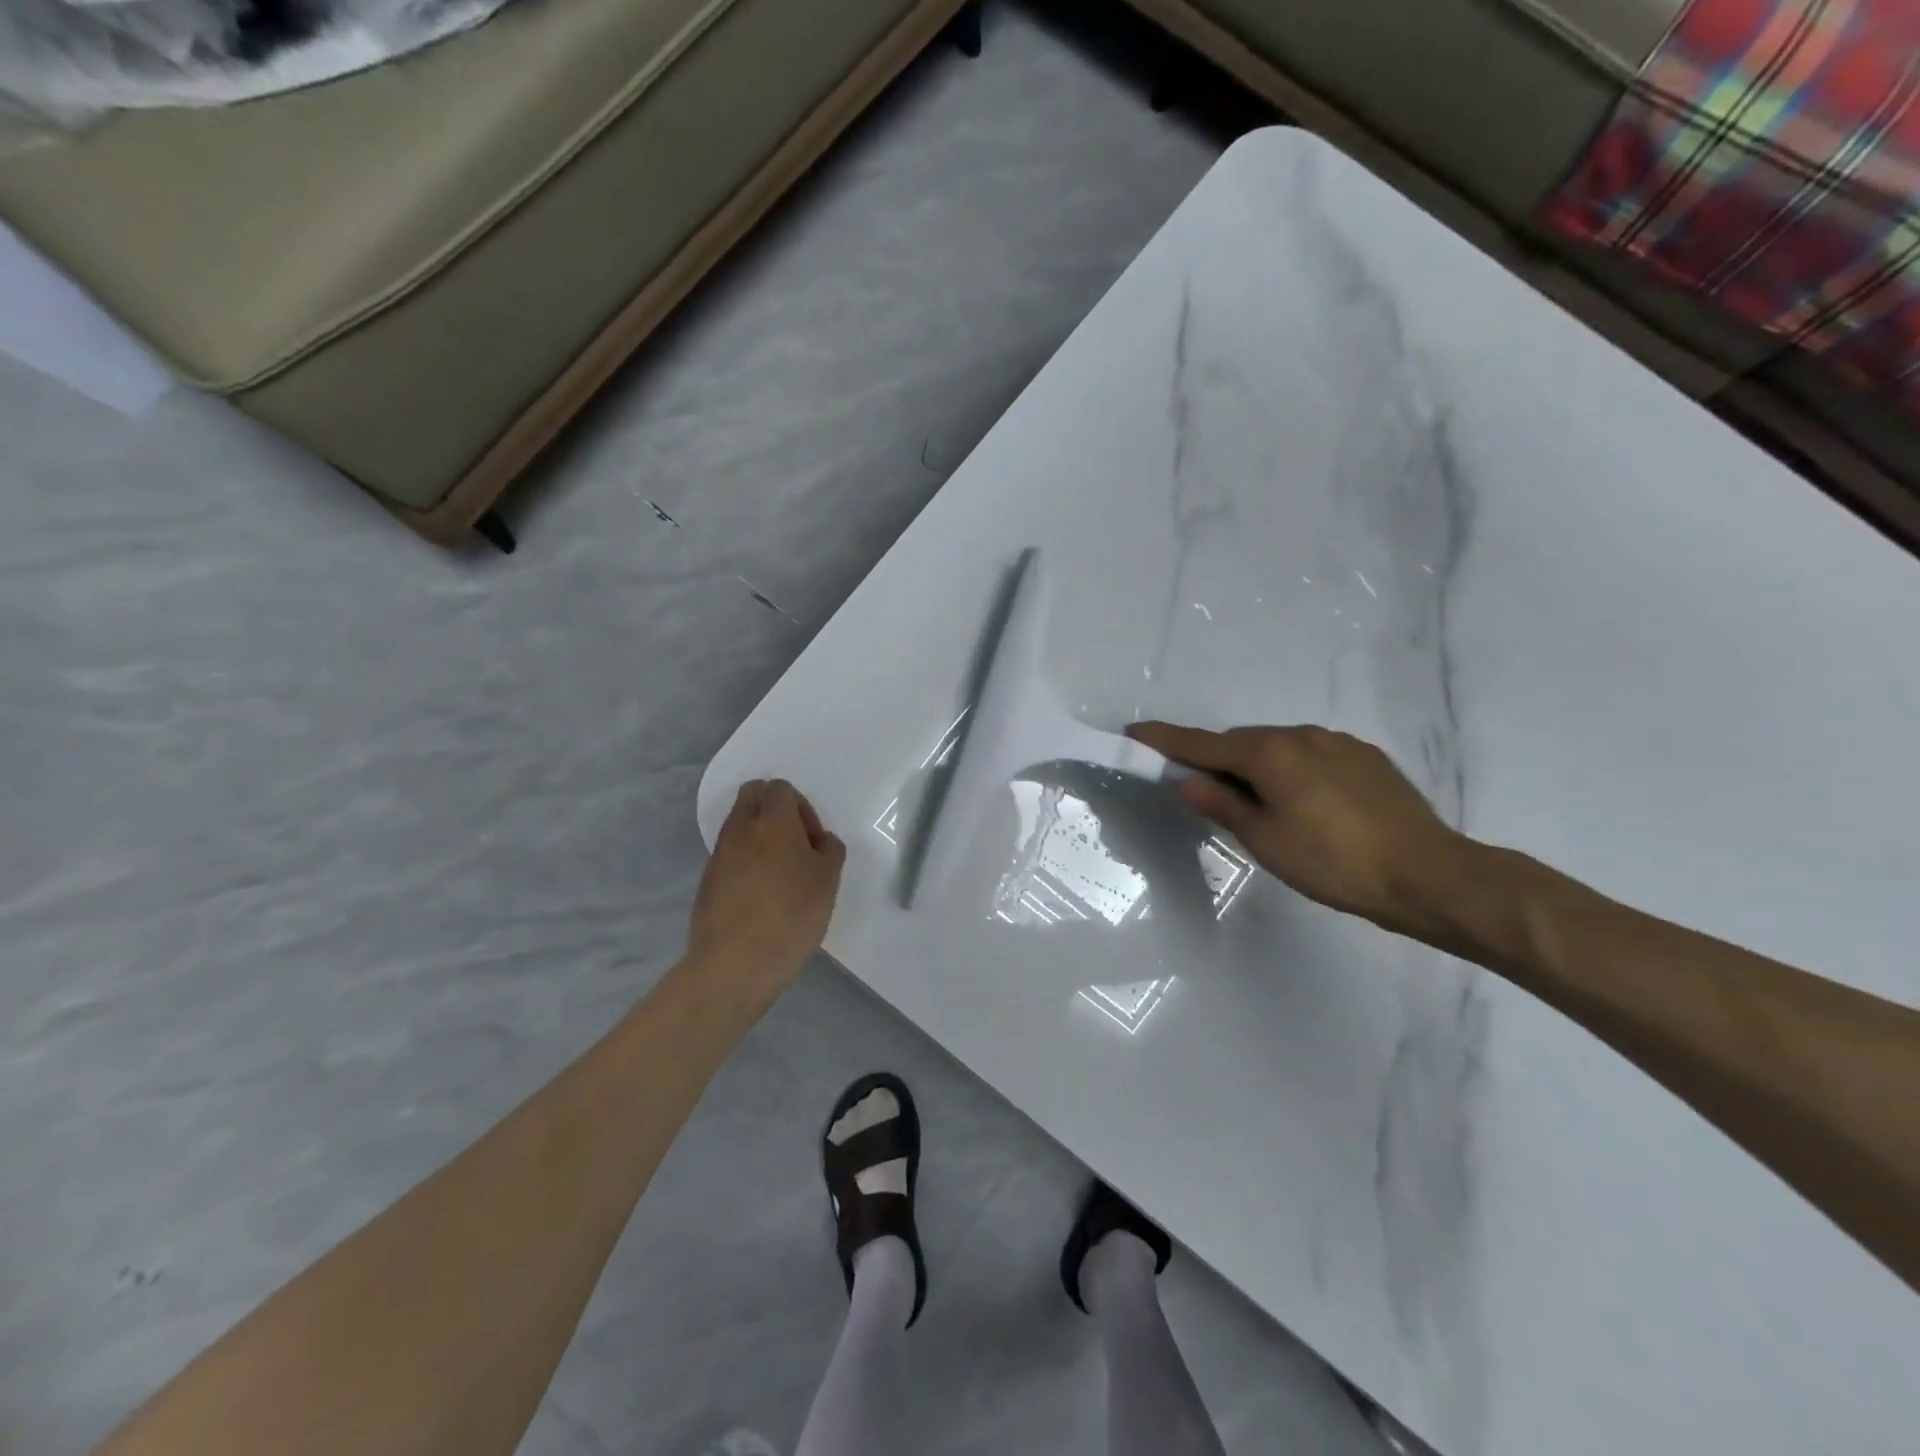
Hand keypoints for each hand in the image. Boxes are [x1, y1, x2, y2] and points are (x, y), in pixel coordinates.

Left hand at [688, 780, 845, 1009]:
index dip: (802, 807)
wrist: (735, 964)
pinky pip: (730, 856)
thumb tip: (818, 841)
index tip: (813, 840)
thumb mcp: (828, 880)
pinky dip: (746, 863)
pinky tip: (762, 897)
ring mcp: (719, 856)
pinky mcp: (707, 882)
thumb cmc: (791, 915)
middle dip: (774, 810)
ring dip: (760, 838)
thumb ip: (829, 849)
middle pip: (752, 796)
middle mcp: (740, 829)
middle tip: (796, 845)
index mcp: (773, 821)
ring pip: (739, 827)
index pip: (779, 788)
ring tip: (781, 875)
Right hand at [1127, 721, 1465, 934]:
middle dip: (1216, 761)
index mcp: (1269, 753)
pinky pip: (1310, 755)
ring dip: (1257, 767)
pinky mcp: (1364, 756)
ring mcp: (1337, 742)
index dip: (1164, 741)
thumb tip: (1186, 782)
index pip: (1201, 744)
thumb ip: (1222, 804)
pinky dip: (1291, 770)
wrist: (1428, 874)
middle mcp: (1300, 735)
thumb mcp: (1265, 840)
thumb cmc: (1334, 862)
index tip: (1133, 732)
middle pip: (1240, 743)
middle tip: (1205, 793)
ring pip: (1277, 748)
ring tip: (1263, 808)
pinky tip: (1307, 804)